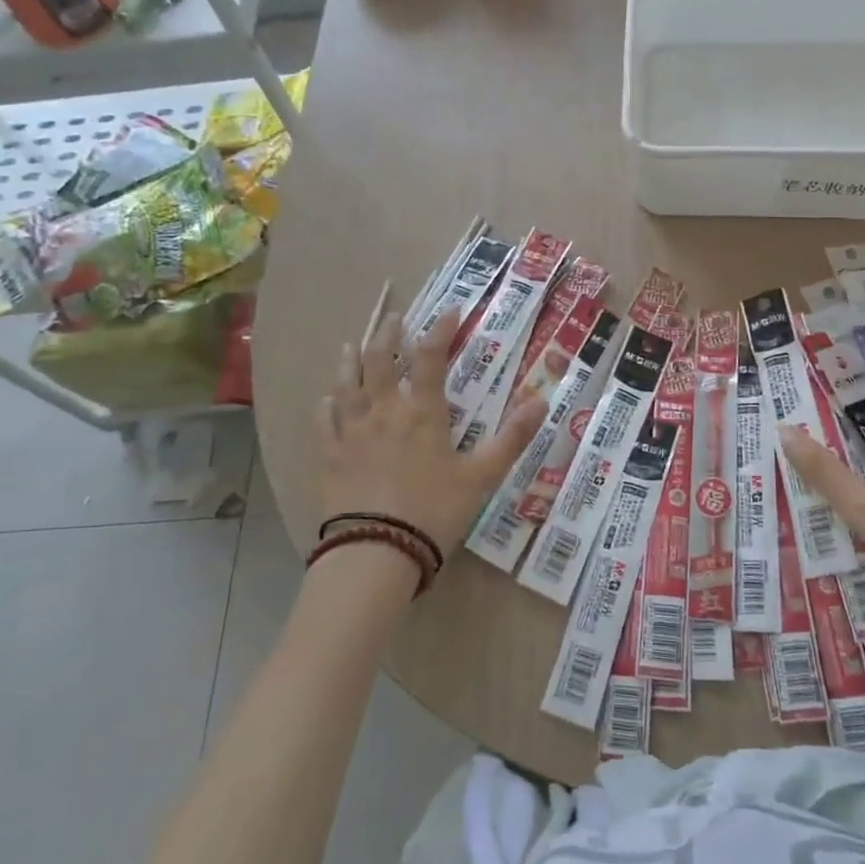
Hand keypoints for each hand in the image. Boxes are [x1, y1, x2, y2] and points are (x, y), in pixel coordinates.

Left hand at [314, 307, 547, 559]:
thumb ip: (512, 437)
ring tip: (351, 344)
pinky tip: (326, 398)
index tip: (450, 311)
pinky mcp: (328, 456)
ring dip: (350, 360)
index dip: (440, 330)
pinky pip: (322, 421)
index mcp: (422, 413)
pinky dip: (325, 404)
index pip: (430, 358)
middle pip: (380, 360)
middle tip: (394, 318)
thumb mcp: (482, 476)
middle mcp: (383, 411)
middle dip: (388, 334)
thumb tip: (542, 400)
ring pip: (346, 384)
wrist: (376, 552)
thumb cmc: (434, 512)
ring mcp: (350, 432)